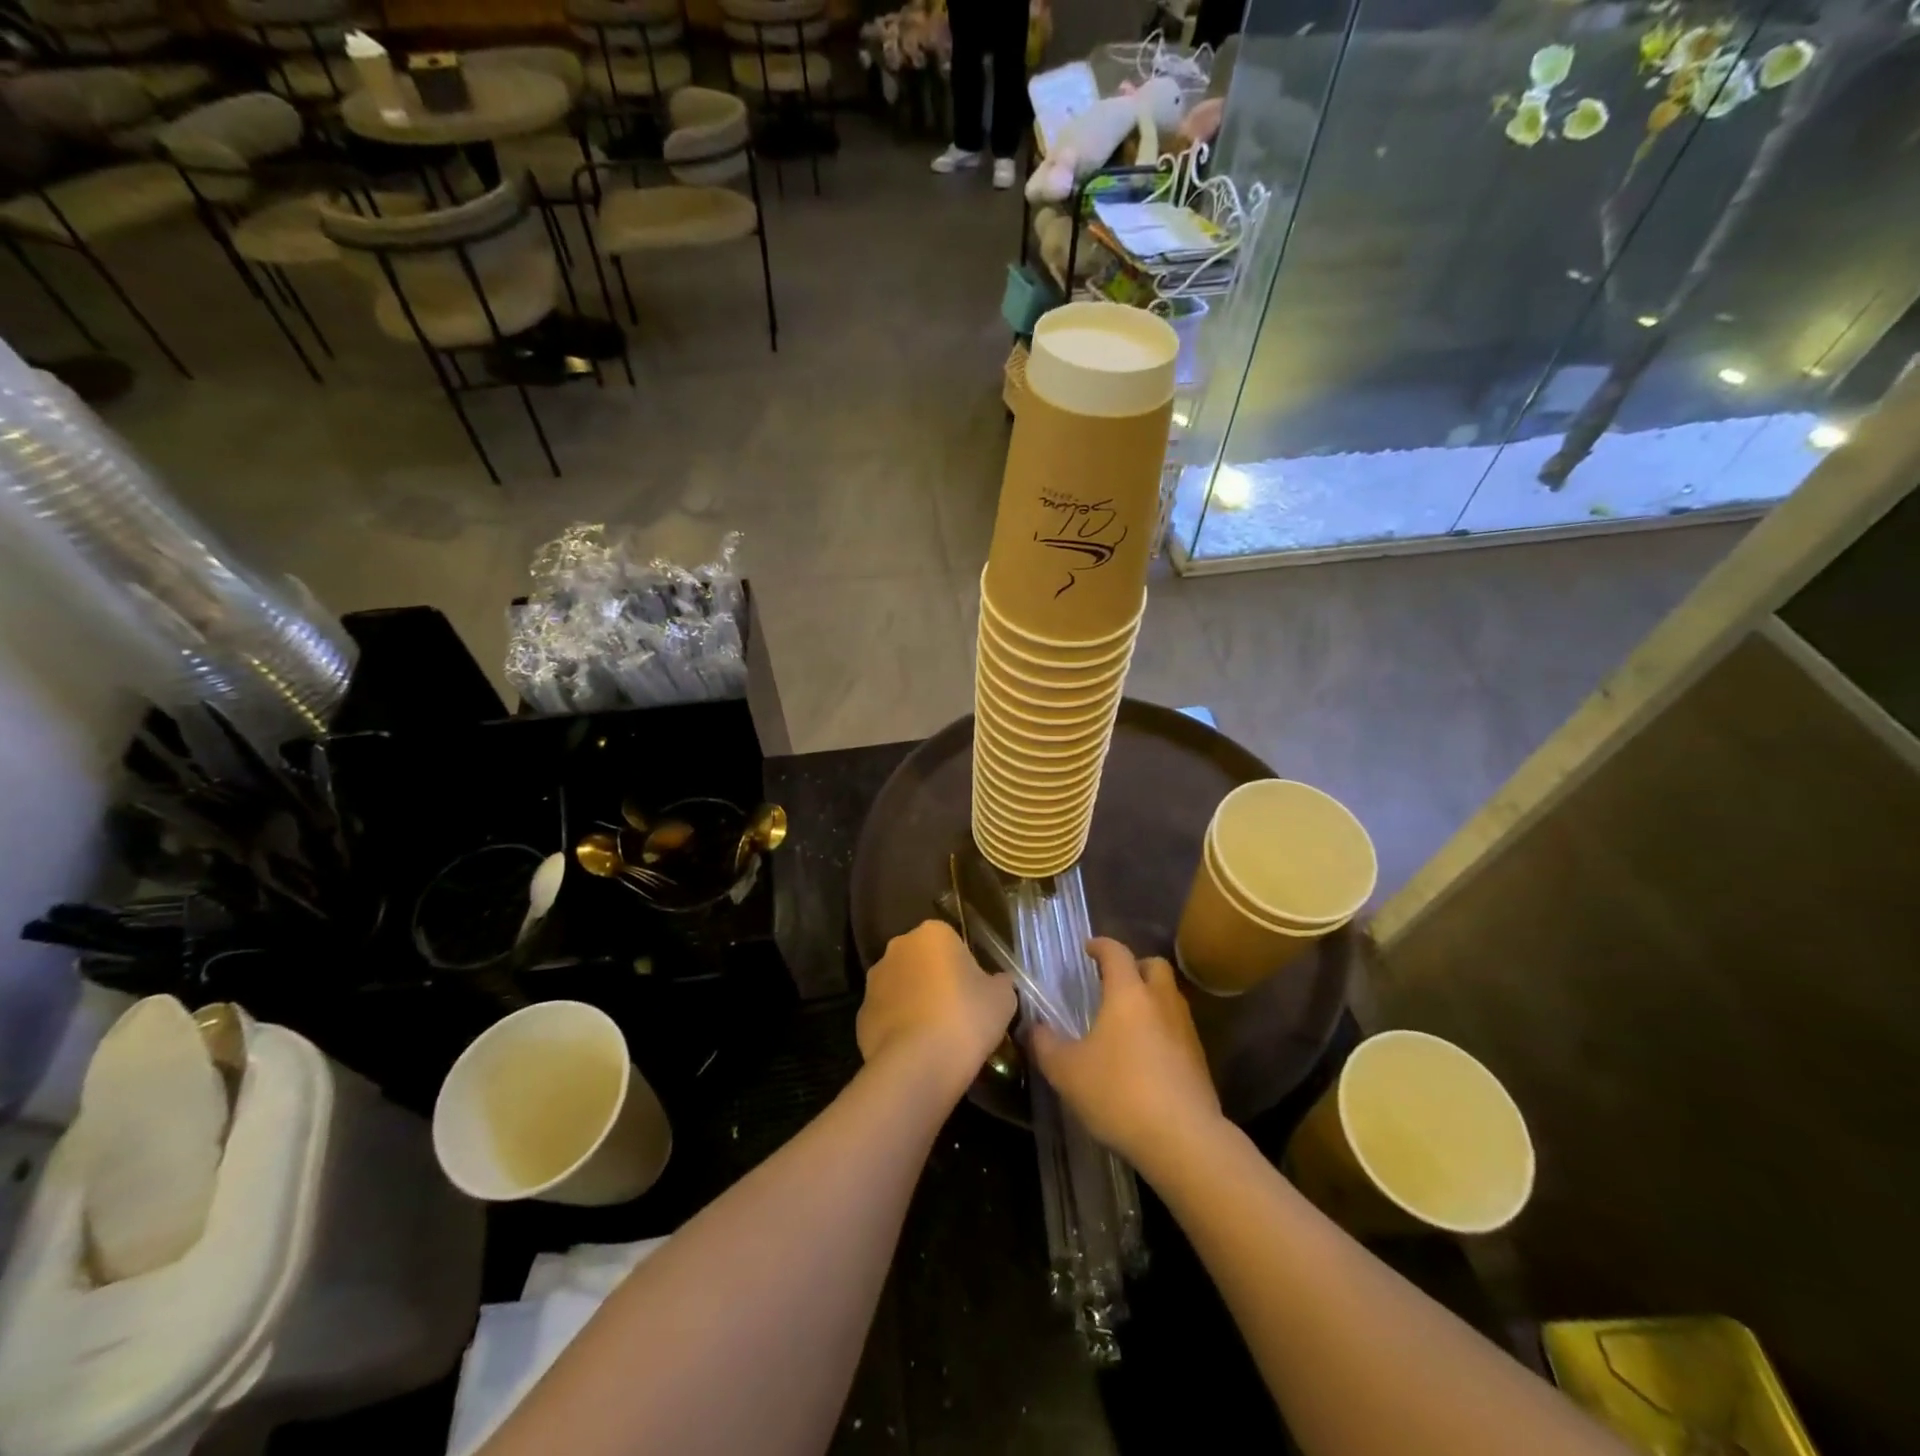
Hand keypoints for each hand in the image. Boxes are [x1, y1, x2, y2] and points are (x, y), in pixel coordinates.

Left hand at [857, 920, 1016, 1087]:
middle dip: (936, 980)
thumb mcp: (1003, 998)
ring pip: (902, 987)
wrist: (919, 1064)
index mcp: (932, 933)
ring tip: (936, 1037)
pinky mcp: (860, 1015)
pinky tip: (916, 1051)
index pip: (952, 942)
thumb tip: (997, 983)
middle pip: (923, 961)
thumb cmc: (966, 1018)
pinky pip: (887, 1016)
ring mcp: (874, 981)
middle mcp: (898, 948)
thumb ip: (1000, 983)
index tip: (976, 994)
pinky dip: (899, 1027)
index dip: (966, 968)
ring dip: (915, 1002)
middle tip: (958, 1013)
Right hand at [1030, 938, 1220, 1170]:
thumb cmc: (1119, 1093)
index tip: (1088, 948)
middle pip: (1154, 966)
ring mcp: (1185, 1030)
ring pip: (1169, 998)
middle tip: (1113, 984)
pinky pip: (1178, 1030)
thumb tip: (1034, 1027)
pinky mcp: (1199, 1060)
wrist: (1183, 1139)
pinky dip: (1162, 1032)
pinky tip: (1144, 1058)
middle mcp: (1161, 1002)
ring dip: (1151, 1000)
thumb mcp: (1067, 1071)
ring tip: (1126, 1023)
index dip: (1100, 946)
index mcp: (1128, 994)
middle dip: (1135, 967)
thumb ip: (1045, 1045)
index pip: (1116, 953)